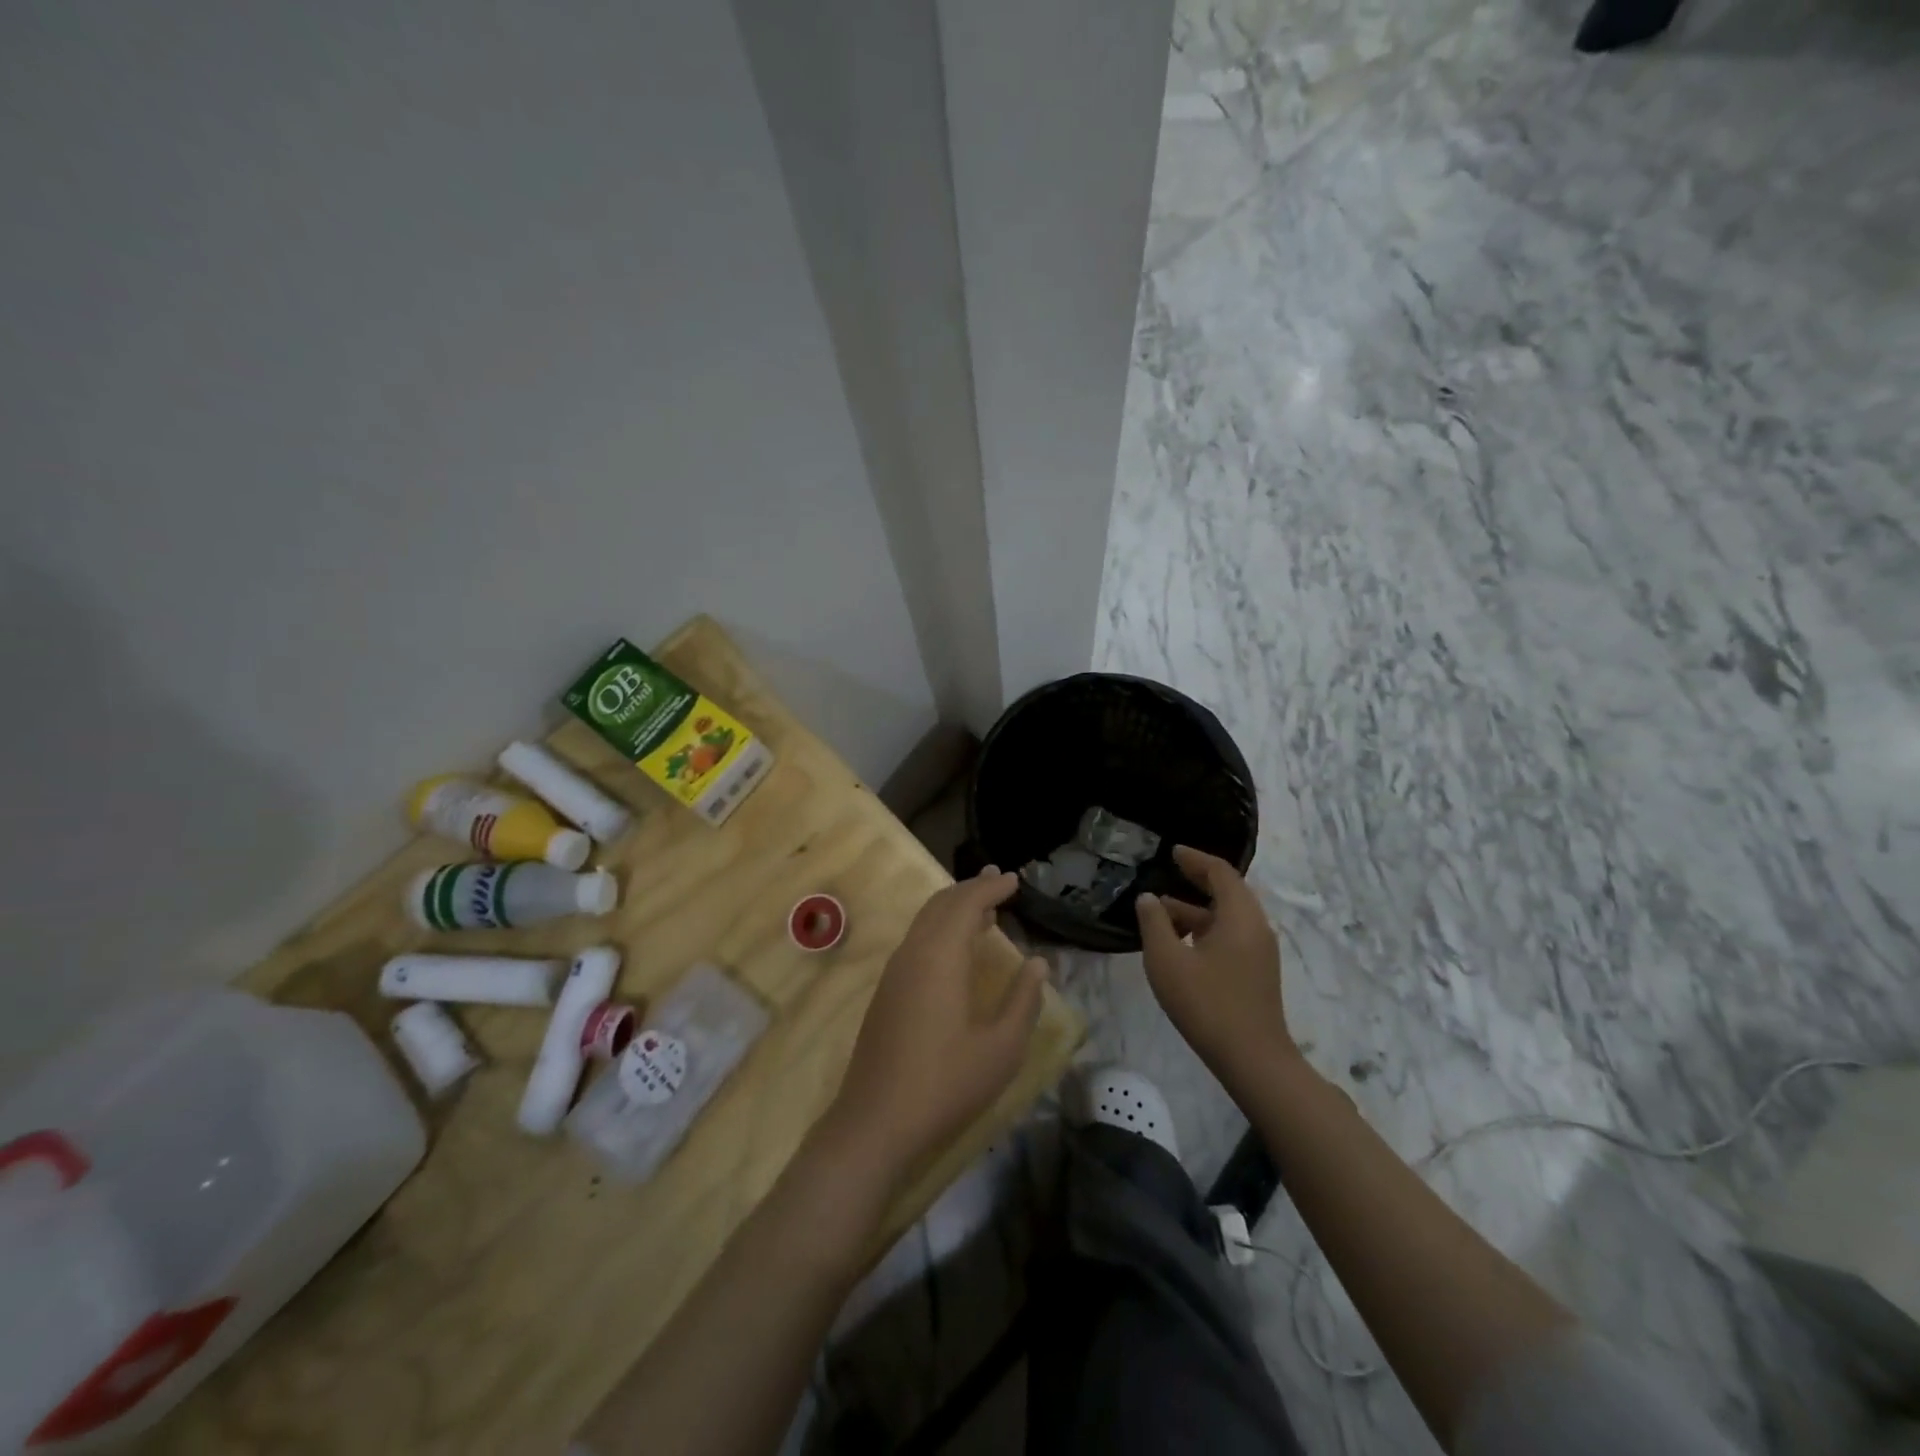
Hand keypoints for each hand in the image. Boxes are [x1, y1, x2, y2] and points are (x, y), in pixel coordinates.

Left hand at [825, 868, 1047, 1180]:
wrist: (875, 1121)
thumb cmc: (946, 1084)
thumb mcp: (1001, 1049)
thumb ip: (1023, 1000)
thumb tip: (1037, 963)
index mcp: (941, 957)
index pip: (966, 904)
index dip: (991, 888)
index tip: (1014, 880)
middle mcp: (913, 953)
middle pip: (941, 904)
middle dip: (970, 889)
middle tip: (998, 881)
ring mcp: (894, 971)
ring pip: (925, 921)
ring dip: (953, 907)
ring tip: (983, 907)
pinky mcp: (886, 991)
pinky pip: (916, 940)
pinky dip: (939, 927)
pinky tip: (955, 947)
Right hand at [1136, 846, 1297, 1100]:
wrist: (1253, 1060)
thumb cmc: (1207, 1004)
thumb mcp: (1167, 960)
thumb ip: (1154, 923)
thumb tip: (1149, 898)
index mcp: (1239, 916)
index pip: (1220, 872)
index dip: (1195, 859)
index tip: (1173, 851)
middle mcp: (1256, 927)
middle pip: (1228, 891)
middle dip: (1197, 880)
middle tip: (1169, 871)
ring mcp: (1260, 951)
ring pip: (1228, 916)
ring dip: (1197, 909)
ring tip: (1162, 911)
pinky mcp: (1257, 972)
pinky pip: (1231, 935)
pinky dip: (1206, 928)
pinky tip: (1180, 943)